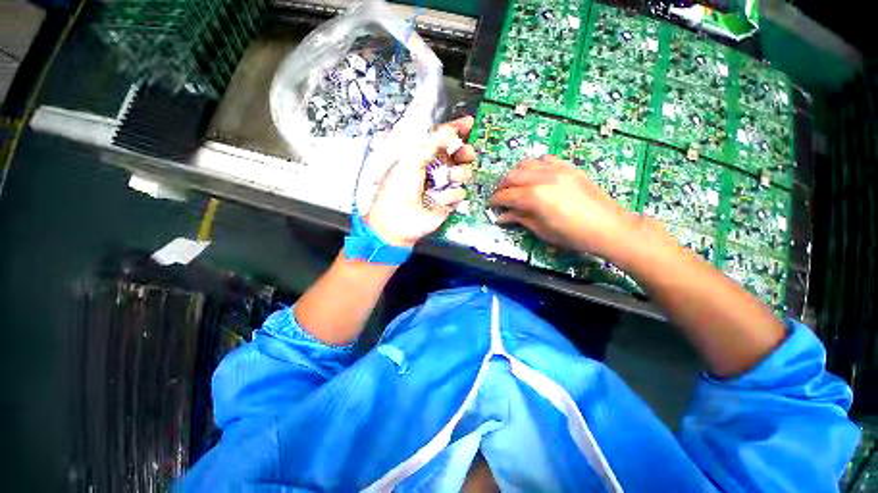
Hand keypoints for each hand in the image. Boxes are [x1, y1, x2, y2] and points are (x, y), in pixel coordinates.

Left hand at [366, 116, 476, 246]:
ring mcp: (443, 186)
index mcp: (423, 156)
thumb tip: (450, 130)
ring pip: (462, 174)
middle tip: (467, 154)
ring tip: (449, 178)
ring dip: (458, 174)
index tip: (470, 123)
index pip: (442, 140)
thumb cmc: (399, 188)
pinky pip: (458, 193)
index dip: (456, 130)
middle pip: (457, 155)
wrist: (398, 220)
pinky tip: (438, 200)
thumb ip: (432, 144)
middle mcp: (435, 170)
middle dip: (464, 152)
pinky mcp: (448, 203)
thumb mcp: (411, 160)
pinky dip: (449, 195)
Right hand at [490, 155, 641, 260]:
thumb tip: (502, 217)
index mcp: (534, 197)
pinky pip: (546, 159)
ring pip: (526, 163)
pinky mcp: (568, 167)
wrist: (608, 226)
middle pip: (512, 175)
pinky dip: (535, 165)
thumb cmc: (572, 235)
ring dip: (516, 173)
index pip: (506, 195)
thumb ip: (519, 219)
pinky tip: (535, 175)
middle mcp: (542, 178)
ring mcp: (557, 169)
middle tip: (500, 196)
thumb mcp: (541, 230)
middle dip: (501, 185)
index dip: (495, 200)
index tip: (491, 205)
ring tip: (515, 184)